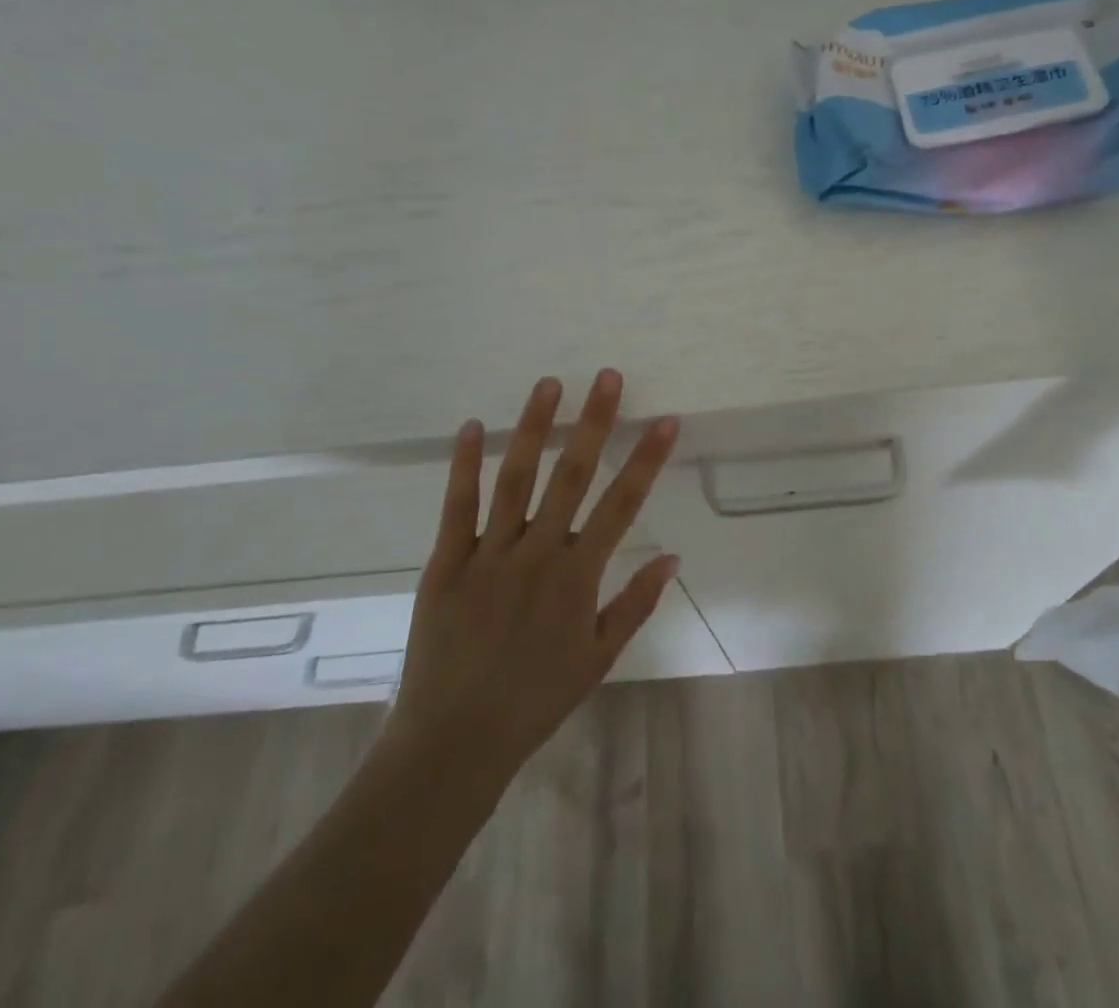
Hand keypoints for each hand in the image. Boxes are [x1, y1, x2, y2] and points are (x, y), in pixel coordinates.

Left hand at [378, 369, 679, 787]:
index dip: (646, 460)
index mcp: (577, 577)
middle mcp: (537, 554)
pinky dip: (464, 465)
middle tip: (606, 377)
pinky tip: (472, 426)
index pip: (622, 505)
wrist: (455, 740)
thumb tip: (673, 556)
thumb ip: (635, 604)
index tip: (664, 421)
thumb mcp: (598, 658)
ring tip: (548, 385)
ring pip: (516, 478)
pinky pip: (458, 506)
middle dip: (593, 423)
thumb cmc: (535, 699)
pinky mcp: (446, 562)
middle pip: (572, 476)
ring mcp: (489, 554)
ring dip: (533, 428)